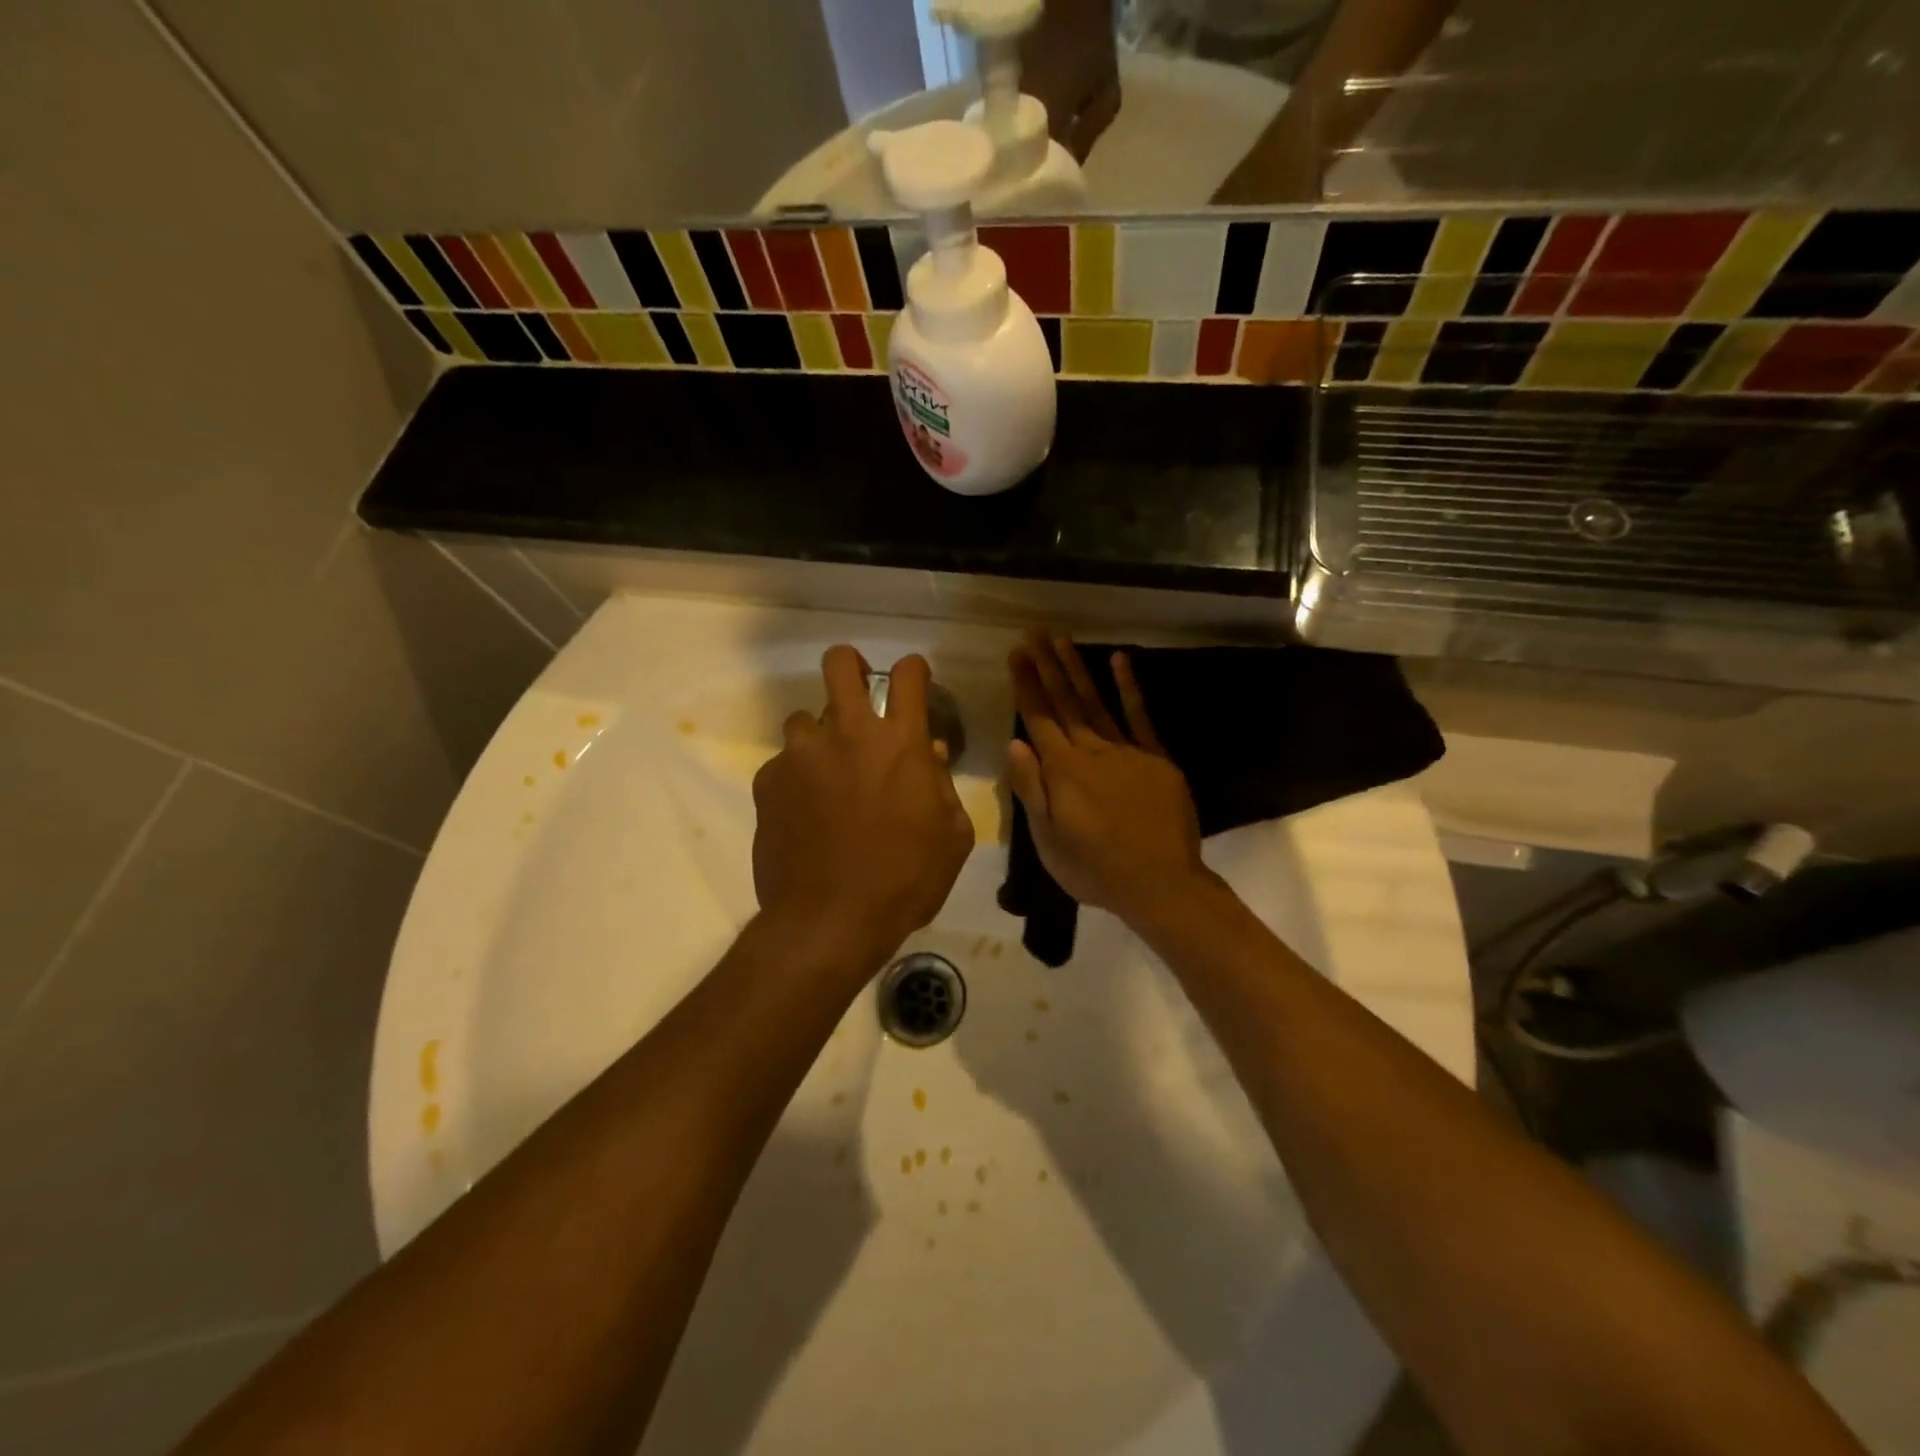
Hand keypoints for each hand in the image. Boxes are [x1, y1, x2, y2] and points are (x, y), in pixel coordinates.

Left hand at [752, 647, 974, 962]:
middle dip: (851, 665)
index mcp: (900, 743)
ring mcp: (801, 755)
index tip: (914, 680)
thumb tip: (930, 756)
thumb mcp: (951, 838)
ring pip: (804, 718)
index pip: (908, 675)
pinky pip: (783, 764)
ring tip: (826, 773)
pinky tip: (803, 813)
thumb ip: (942, 787)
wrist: (830, 921)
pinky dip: (796, 778)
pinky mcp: (767, 782)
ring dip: (820, 737)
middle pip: (840, 663)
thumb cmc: (905, 880)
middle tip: (858, 690)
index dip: (914, 669)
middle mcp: (847, 734)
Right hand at [1005, 631, 1211, 924]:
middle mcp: (1091, 751)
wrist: (1159, 883)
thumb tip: (1014, 743)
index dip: (1026, 685)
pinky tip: (1118, 660)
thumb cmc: (1095, 869)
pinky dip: (1128, 688)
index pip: (1038, 719)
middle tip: (1033, 632)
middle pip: (1064, 702)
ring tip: (1062, 639)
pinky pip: (1139, 716)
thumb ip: (1031, 789)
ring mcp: (1126, 751)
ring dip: (1077, 669)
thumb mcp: (1049, 840)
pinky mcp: (1155, 757)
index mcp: (1062, 771)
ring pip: (1095, 702)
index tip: (1016, 654)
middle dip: (1046, 666)